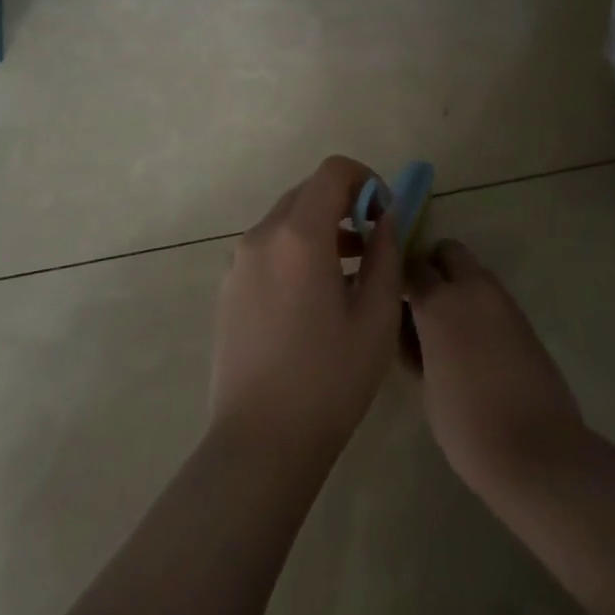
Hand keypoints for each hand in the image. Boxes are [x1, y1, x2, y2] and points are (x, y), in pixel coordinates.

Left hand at [210, 156, 404, 462]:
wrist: (260, 443)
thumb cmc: (328, 379)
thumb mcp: (375, 316)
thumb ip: (385, 254)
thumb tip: (386, 219)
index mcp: (299, 234)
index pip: (333, 171)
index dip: (367, 180)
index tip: (385, 215)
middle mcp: (262, 235)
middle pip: (308, 191)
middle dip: (346, 204)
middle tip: (373, 243)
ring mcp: (239, 261)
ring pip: (287, 219)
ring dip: (321, 227)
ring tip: (350, 272)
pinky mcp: (228, 287)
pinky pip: (269, 247)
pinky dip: (297, 249)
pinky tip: (315, 297)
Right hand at [407, 239, 587, 497]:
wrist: (537, 450)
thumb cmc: (467, 425)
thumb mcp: (426, 386)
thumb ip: (418, 347)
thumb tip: (417, 333)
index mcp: (438, 303)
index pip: (412, 267)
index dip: (401, 280)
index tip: (394, 299)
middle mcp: (471, 289)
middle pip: (449, 252)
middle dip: (435, 266)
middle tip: (425, 303)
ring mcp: (503, 301)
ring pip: (475, 273)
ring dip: (460, 286)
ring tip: (452, 329)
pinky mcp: (525, 319)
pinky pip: (494, 298)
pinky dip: (481, 308)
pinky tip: (478, 345)